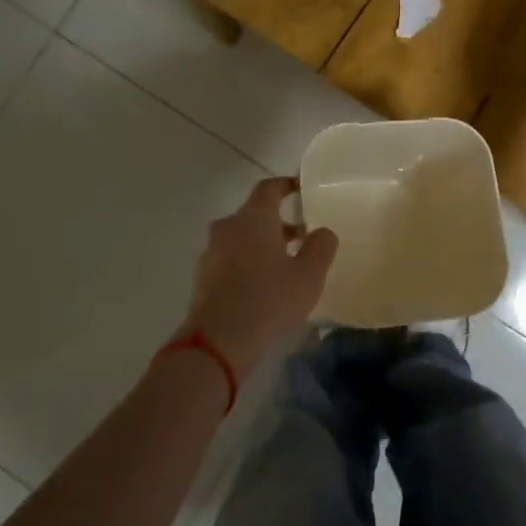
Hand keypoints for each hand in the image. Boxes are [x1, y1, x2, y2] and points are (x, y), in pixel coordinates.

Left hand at [178, 178, 337, 380]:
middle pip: (254, 215)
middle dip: (278, 222)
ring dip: (263, 245)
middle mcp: (228, 228)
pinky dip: (248, 263)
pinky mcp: (203, 278)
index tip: (301, 188)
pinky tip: (264, 287)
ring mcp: (211, 253)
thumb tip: (322, 231)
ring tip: (286, 265)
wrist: (218, 341)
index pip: (269, 188)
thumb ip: (321, 246)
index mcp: (253, 218)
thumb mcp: (309, 274)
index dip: (286, 185)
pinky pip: (230, 260)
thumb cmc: (269, 299)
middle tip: (302, 236)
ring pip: (241, 238)